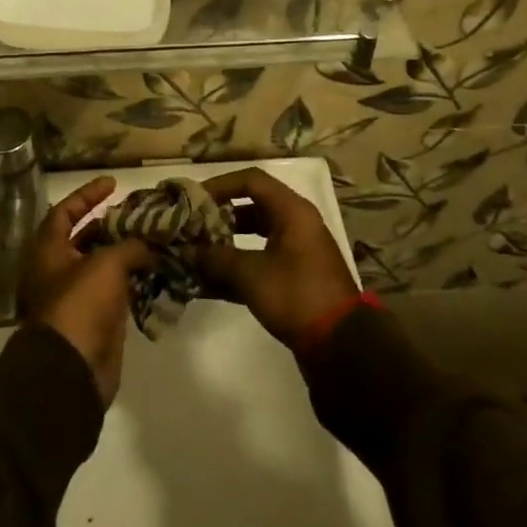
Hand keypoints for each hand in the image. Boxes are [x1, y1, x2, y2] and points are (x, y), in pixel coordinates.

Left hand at [20, 177, 154, 406]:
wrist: (71, 371)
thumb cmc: (80, 305)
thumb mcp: (107, 264)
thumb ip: (130, 246)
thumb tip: (149, 245)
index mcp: (49, 250)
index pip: (66, 211)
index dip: (88, 194)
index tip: (113, 183)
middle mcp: (59, 270)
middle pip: (86, 238)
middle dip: (113, 225)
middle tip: (141, 215)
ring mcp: (77, 297)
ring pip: (104, 265)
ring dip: (128, 253)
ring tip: (156, 239)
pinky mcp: (96, 320)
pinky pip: (116, 292)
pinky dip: (134, 280)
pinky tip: (158, 271)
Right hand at [194, 168, 358, 350]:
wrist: (340, 347)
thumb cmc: (296, 296)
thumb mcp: (251, 275)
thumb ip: (216, 258)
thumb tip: (185, 250)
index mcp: (292, 211)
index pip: (251, 180)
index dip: (220, 185)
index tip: (194, 199)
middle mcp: (295, 224)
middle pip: (251, 207)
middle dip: (218, 216)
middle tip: (191, 226)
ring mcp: (295, 251)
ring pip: (253, 236)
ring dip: (224, 244)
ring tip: (194, 253)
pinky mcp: (293, 277)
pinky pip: (258, 261)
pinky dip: (235, 268)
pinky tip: (206, 283)